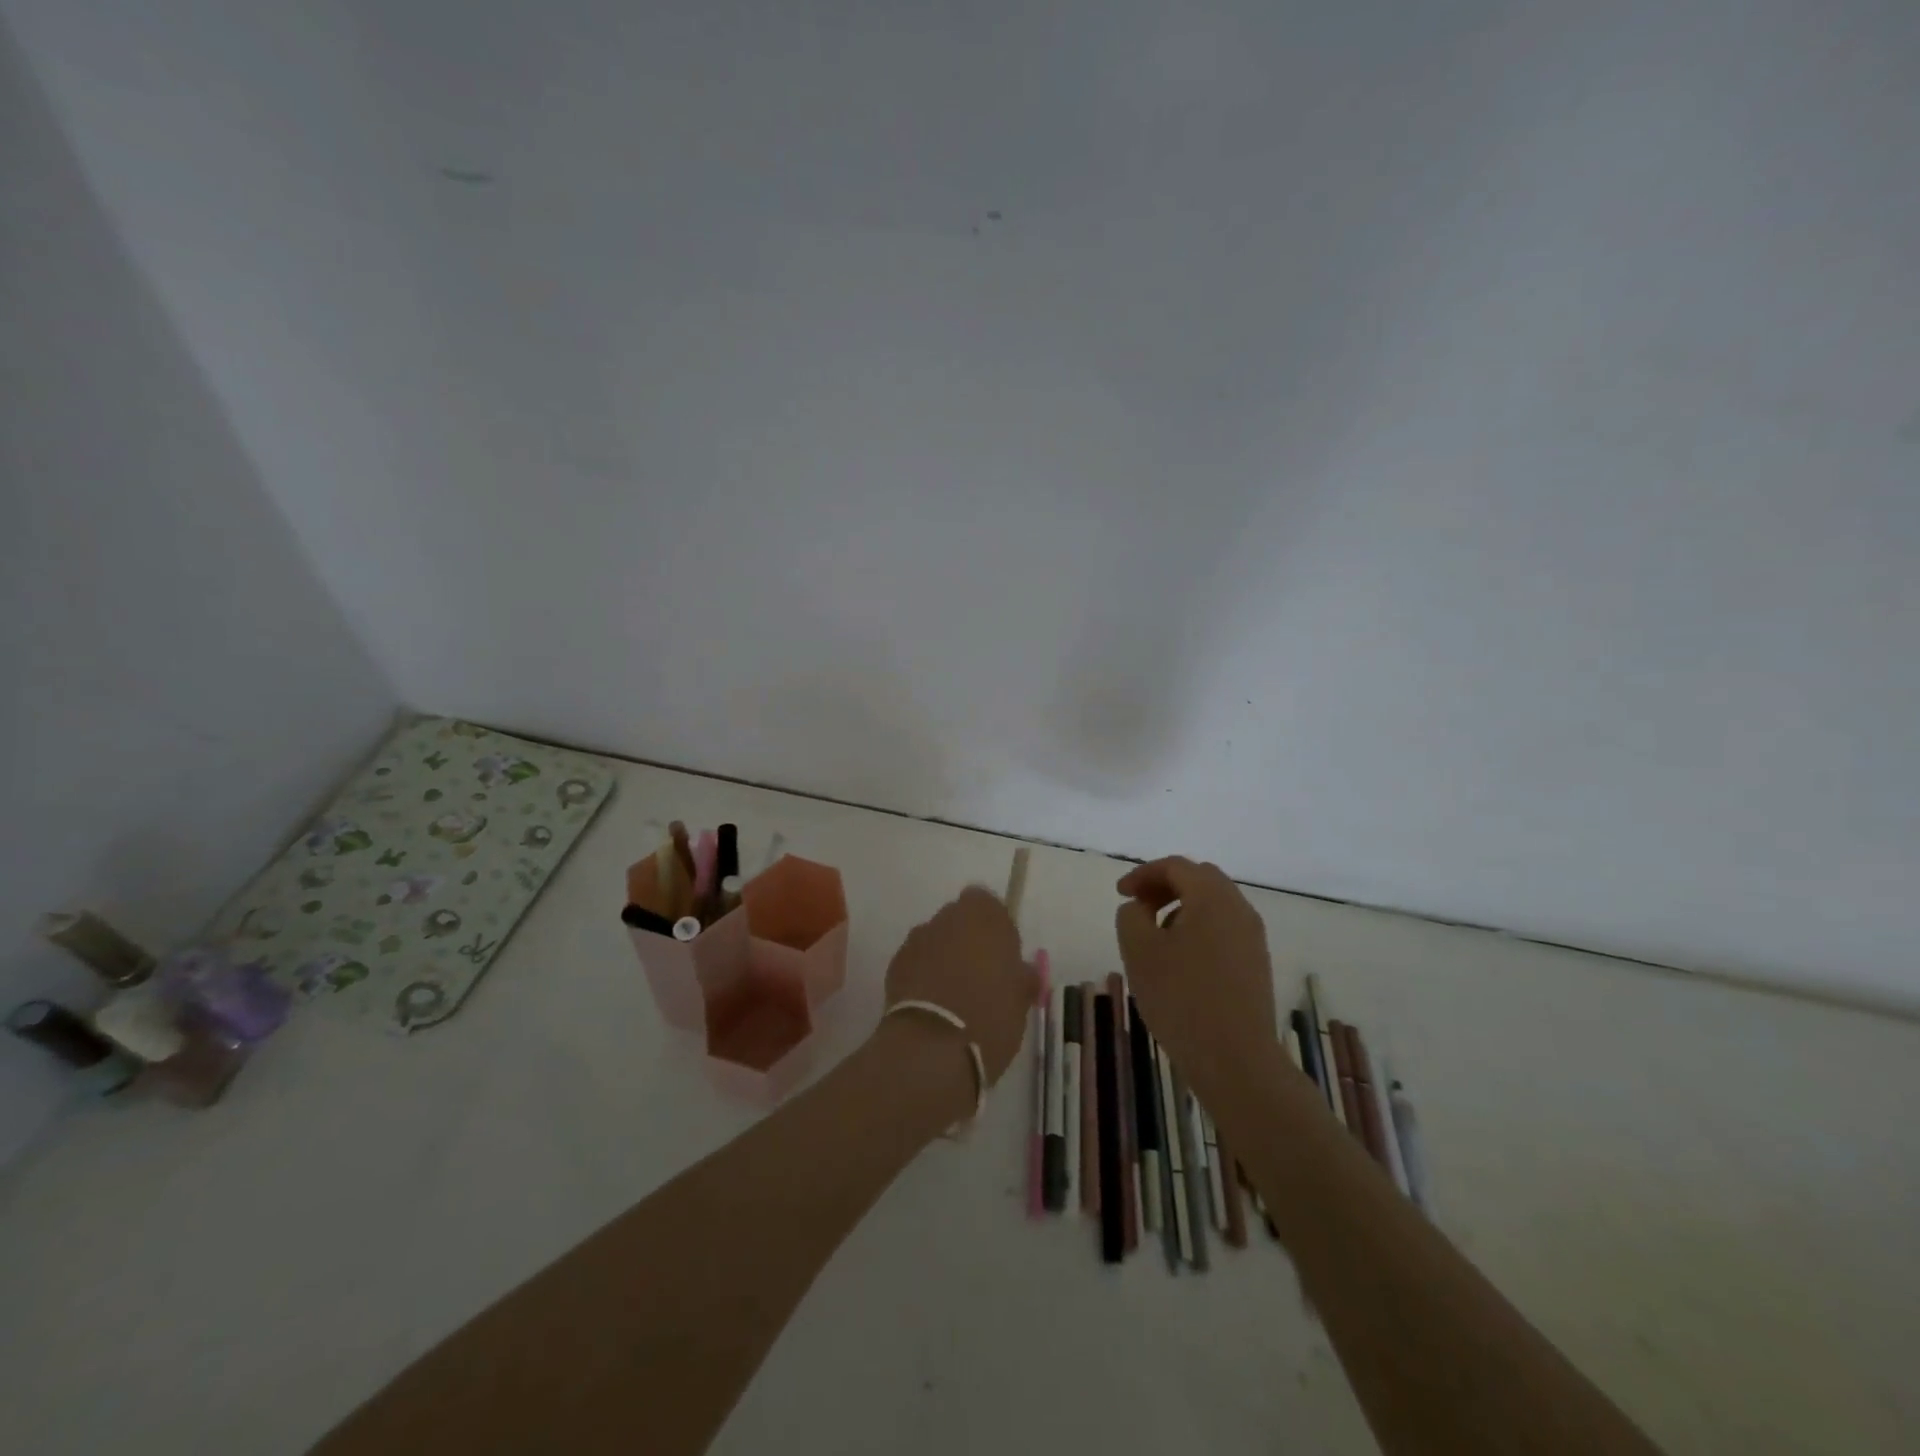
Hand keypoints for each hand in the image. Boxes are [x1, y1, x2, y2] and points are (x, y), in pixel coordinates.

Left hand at [882, 887, 1036, 1085]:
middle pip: (959, 919)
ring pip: (936, 940)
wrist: (933, 1047)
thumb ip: (1022, 977)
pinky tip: (933, 1006)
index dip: (995, 926)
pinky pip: (916, 962)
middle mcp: (948, 917)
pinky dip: (923, 975)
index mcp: (984, 915)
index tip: (1003, 956)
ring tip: (954, 996)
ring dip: (943, 957)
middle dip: (968, 941)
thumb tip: (1022, 972)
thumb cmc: (990, 1015)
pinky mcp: (895, 963)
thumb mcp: (1021, 1000)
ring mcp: (918, 938)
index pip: (988, 903)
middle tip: (980, 977)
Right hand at [1115, 857, 1278, 1101]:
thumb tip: (1140, 908)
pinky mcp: (1256, 964)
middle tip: (1138, 906)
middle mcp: (1239, 909)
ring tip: (1155, 935)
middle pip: (1200, 879)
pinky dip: (1198, 929)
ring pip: (1214, 905)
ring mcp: (1253, 938)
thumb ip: (1131, 916)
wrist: (1235, 1060)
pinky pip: (1224, 929)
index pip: (1176, 866)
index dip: (1142, 874)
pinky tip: (1180, 960)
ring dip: (1182, 908)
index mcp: (1213, 897)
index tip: (1119, 894)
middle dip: (1165, 886)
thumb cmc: (1181, 998)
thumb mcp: (1139, 951)